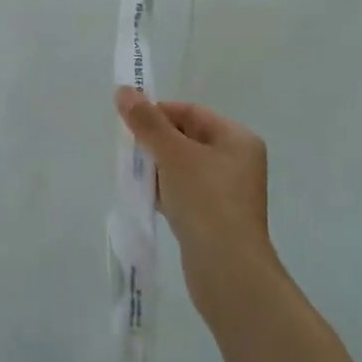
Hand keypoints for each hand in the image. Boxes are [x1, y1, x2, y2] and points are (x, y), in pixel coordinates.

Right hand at [115, 88, 277, 317]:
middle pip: (186, 137)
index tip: (129, 124)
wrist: (228, 271)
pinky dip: (165, 191)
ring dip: (157, 168)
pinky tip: (147, 199)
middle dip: (155, 141)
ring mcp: (227, 192)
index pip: (191, 112)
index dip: (158, 113)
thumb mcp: (173, 155)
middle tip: (129, 151)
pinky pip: (185, 193)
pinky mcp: (215, 218)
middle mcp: (237, 161)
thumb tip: (124, 90)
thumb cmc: (206, 202)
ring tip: (135, 175)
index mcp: (237, 139)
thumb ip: (147, 122)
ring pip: (183, 167)